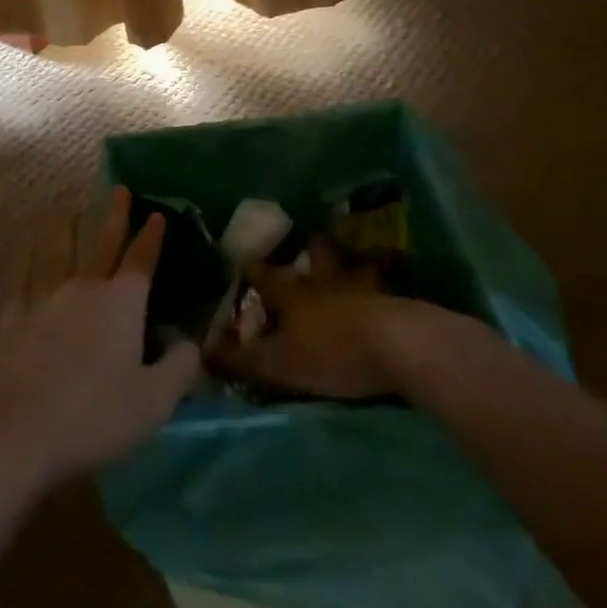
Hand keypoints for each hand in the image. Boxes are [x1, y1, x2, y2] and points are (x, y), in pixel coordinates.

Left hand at [0, 186, 201, 497]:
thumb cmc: (94, 416)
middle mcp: (83, 288)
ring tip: (69, 207)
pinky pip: (20, 274)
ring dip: (66, 225)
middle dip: (113, 215)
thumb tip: (192, 343)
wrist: (17, 433)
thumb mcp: (154, 402)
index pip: (141, 260)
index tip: (158, 214)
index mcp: (121, 303)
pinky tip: (25, 243)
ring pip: (57, 249)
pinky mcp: (12, 317)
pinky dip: (25, 253)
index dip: (151, 237)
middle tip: (119, 189)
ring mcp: (43, 299)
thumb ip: (180, 369)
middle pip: (101, 242)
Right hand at [208, 246, 434, 399]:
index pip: (266, 276)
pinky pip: (384, 286)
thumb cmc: (333, 352)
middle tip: (307, 243)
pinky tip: (383, 290)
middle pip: (315, 257)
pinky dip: (381, 283)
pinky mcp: (396, 300)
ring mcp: (363, 286)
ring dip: (347, 262)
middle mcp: (326, 281)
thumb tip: (205, 351)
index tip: (243, 261)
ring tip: (348, 262)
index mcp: (294, 293)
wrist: (401, 346)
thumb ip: (243, 359)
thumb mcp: (280, 364)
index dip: (253, 270)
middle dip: (309, 250)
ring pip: (351, 265)